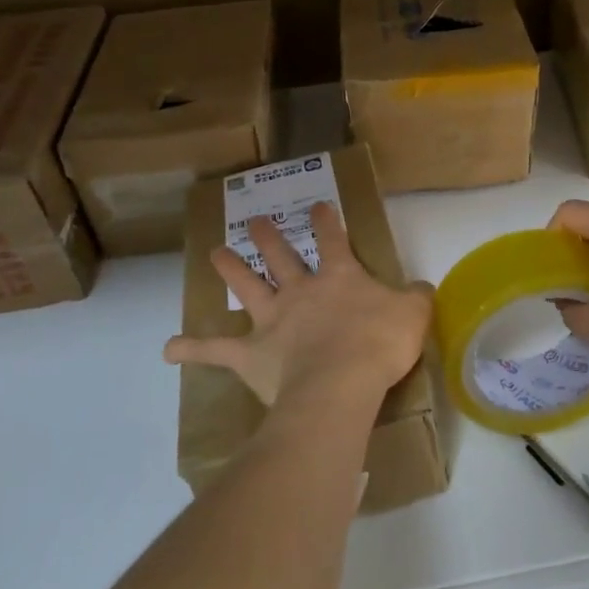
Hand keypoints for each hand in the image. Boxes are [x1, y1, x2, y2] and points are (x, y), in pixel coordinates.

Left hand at [163, 203, 432, 414]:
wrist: (341, 382)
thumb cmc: (379, 343)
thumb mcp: (414, 314)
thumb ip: (415, 297)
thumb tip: (420, 288)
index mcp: (339, 277)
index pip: (333, 240)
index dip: (327, 221)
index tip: (318, 206)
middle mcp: (300, 291)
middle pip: (280, 257)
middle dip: (269, 237)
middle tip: (256, 221)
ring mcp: (272, 320)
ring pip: (247, 287)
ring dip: (230, 269)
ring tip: (214, 253)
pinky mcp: (252, 354)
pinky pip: (217, 350)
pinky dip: (193, 349)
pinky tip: (169, 349)